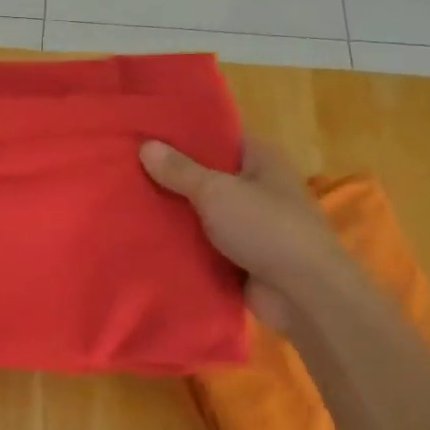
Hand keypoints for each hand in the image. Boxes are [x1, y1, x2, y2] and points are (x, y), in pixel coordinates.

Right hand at [140, 138, 351, 331]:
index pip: (218, 139)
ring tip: (127, 205)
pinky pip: (206, 246)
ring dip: (175, 216)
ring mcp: (251, 225)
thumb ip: (180, 171)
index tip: (145, 136)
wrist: (304, 294)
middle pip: (207, 177)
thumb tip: (146, 144)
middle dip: (172, 179)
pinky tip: (147, 241)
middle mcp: (258, 188)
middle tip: (126, 172)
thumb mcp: (216, 192)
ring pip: (204, 214)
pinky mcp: (242, 258)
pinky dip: (184, 246)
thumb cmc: (266, 227)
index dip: (184, 137)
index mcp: (261, 159)